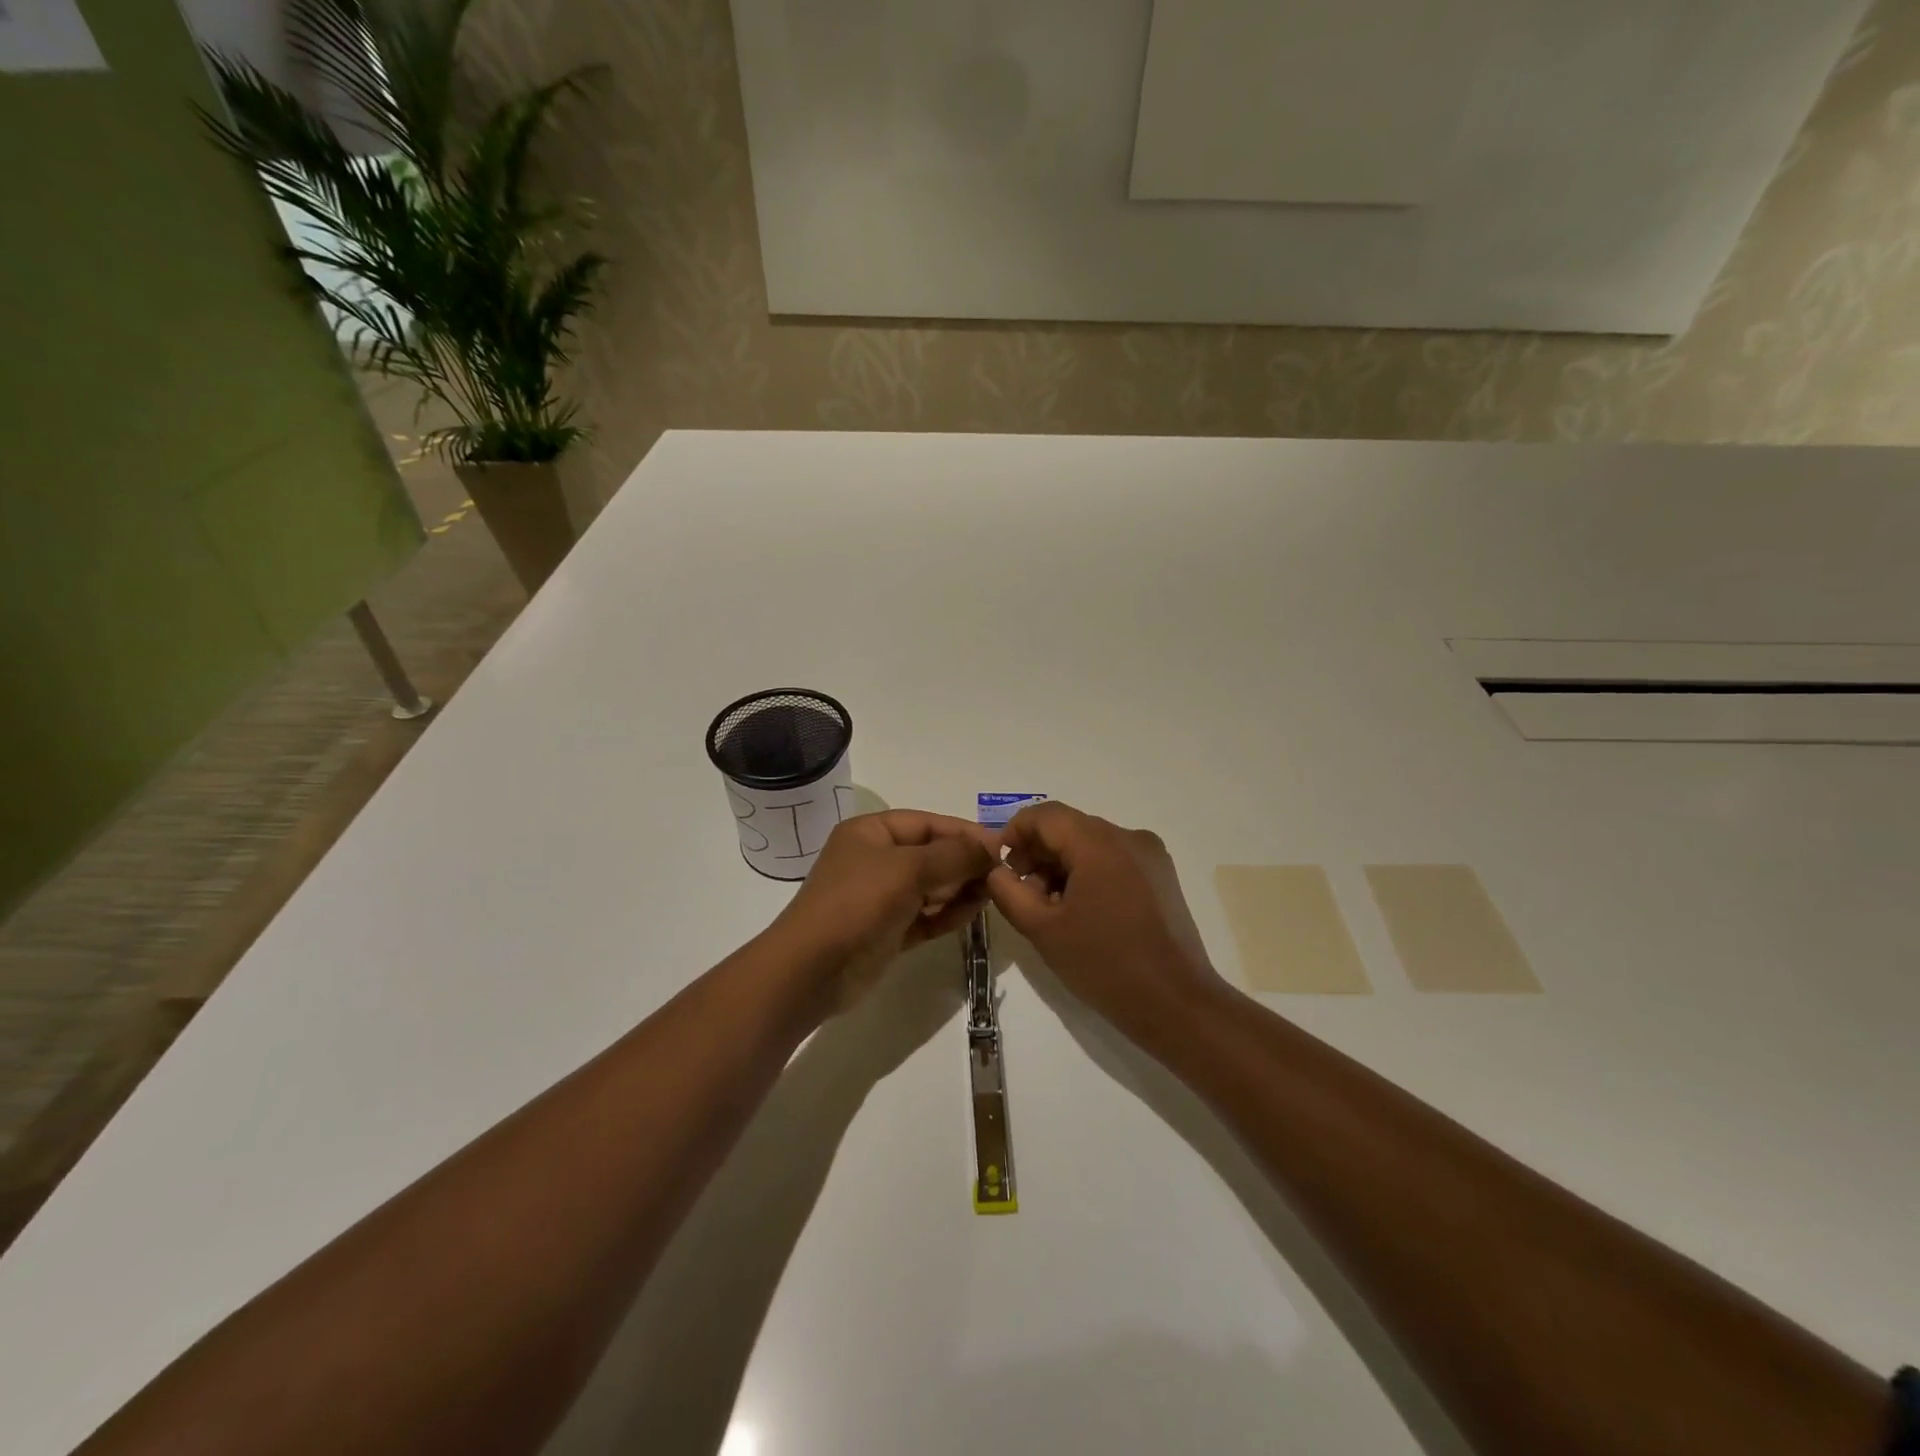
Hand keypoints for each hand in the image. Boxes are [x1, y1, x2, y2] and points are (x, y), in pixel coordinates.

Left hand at [771, 810, 998, 1009]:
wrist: (812, 970)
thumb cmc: (858, 903)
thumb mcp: (909, 869)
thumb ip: (954, 855)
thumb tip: (992, 845)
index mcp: (871, 832)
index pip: (927, 823)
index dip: (964, 832)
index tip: (1001, 846)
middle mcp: (875, 859)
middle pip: (931, 854)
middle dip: (965, 862)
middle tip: (1002, 874)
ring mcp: (880, 897)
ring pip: (931, 886)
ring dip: (960, 888)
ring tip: (992, 894)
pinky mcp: (887, 930)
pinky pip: (926, 915)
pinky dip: (948, 913)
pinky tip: (972, 913)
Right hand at [984, 802, 1226, 1037]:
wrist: (1176, 1004)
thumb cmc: (1104, 964)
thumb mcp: (1043, 930)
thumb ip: (1009, 891)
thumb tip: (997, 869)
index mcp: (1099, 843)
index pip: (1045, 815)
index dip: (1014, 832)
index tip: (999, 865)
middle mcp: (1128, 837)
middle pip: (1069, 827)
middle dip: (1038, 853)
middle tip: (1021, 892)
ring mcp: (1150, 855)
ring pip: (1091, 843)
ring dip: (1062, 865)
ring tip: (1050, 908)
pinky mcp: (1162, 876)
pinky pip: (1114, 859)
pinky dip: (1089, 873)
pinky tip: (1081, 911)